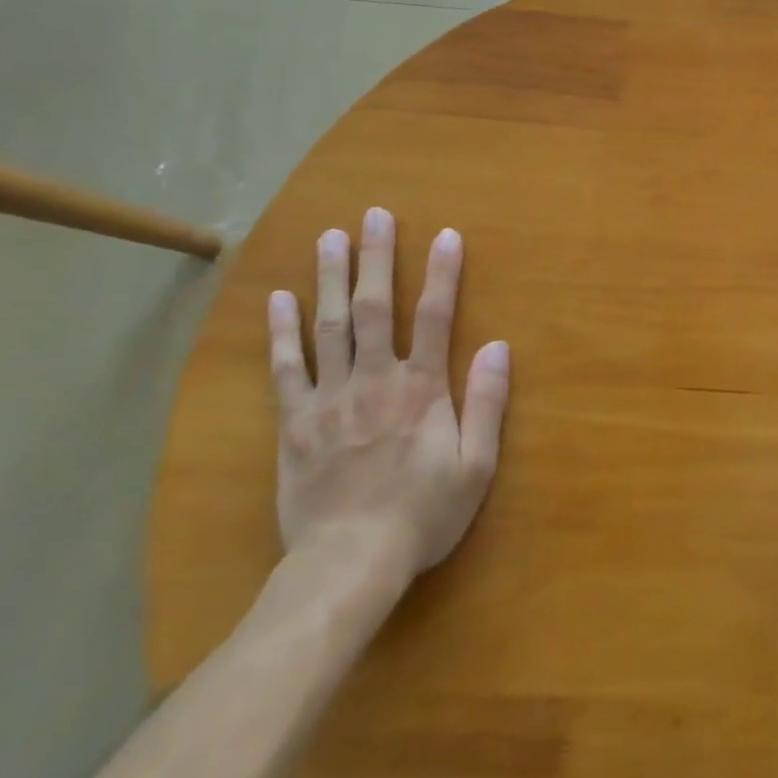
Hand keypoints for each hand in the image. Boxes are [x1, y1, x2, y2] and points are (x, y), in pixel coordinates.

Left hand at [267, 208, 509, 587]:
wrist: (350, 562)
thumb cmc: (422, 514)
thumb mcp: (476, 466)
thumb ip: (488, 402)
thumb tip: (499, 346)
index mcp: (421, 388)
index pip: (436, 317)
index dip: (443, 273)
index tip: (446, 235)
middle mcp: (375, 379)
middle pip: (377, 307)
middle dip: (377, 257)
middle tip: (374, 215)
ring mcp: (330, 397)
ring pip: (330, 326)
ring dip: (331, 278)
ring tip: (329, 237)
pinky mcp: (295, 421)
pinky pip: (286, 368)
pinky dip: (281, 332)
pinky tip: (279, 299)